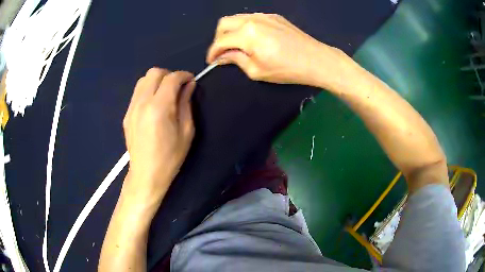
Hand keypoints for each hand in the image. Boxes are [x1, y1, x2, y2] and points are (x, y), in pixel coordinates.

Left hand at [123, 68, 195, 202]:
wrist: (146, 174)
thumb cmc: (170, 157)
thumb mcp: (186, 131)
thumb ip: (186, 104)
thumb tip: (189, 86)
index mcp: (159, 108)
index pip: (171, 78)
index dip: (184, 75)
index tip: (191, 80)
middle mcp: (142, 103)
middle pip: (154, 72)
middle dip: (168, 75)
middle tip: (177, 87)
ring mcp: (131, 108)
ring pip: (143, 80)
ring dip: (156, 81)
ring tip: (165, 94)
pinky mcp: (126, 114)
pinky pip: (137, 93)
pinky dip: (147, 91)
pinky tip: (153, 105)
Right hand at [206, 13, 348, 87]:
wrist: (316, 60)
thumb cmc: (287, 69)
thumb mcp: (256, 70)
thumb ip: (236, 59)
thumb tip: (222, 56)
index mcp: (247, 33)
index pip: (221, 41)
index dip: (213, 52)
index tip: (212, 61)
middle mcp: (252, 19)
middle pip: (224, 23)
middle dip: (219, 38)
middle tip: (223, 52)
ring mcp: (264, 15)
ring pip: (237, 18)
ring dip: (231, 30)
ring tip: (236, 45)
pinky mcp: (274, 16)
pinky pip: (251, 18)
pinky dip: (244, 27)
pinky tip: (252, 38)